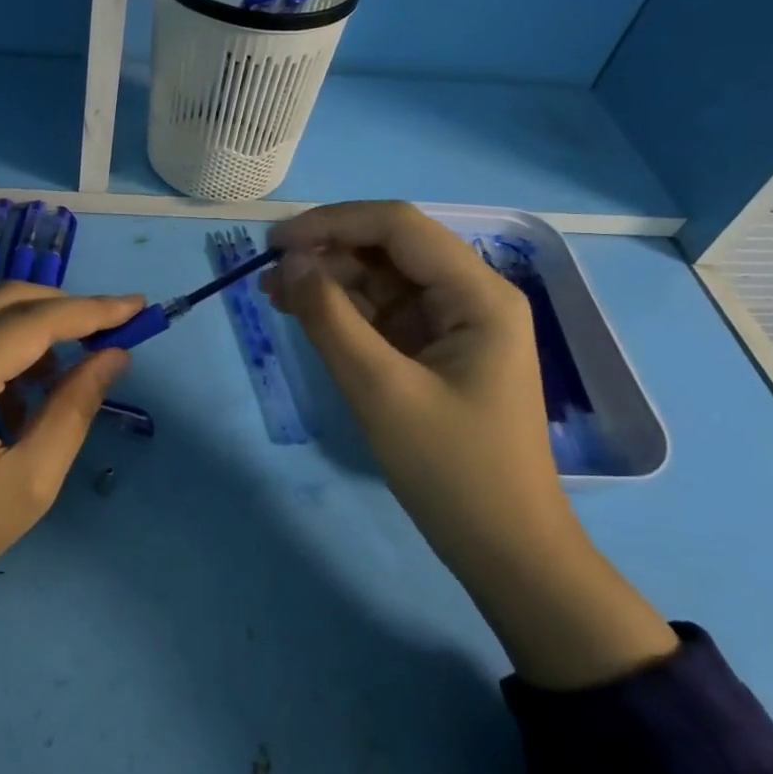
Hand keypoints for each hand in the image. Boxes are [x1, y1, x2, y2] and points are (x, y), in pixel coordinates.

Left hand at [0, 283, 143, 701]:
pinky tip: (19, 400)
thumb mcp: (29, 483)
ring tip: (66, 380)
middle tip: (112, 334)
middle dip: (66, 311)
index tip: (139, 307)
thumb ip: (74, 409)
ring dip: (35, 331)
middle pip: (8, 301)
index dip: (92, 311)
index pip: (34, 322)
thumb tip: (114, 356)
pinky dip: (3, 349)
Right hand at [266, 202, 676, 687]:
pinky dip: (344, 312)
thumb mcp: (381, 390)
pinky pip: (384, 315)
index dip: (332, 223)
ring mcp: (454, 325)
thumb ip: (332, 319)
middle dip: (328, 252)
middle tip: (267, 274)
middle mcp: (471, 297)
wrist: (505, 550)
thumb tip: (290, 264)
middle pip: (391, 249)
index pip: (398, 227)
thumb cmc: (453, 471)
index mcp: (478, 294)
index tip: (274, 244)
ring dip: (330, 281)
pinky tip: (304, 313)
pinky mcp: (436, 352)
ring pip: (383, 281)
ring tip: (274, 295)